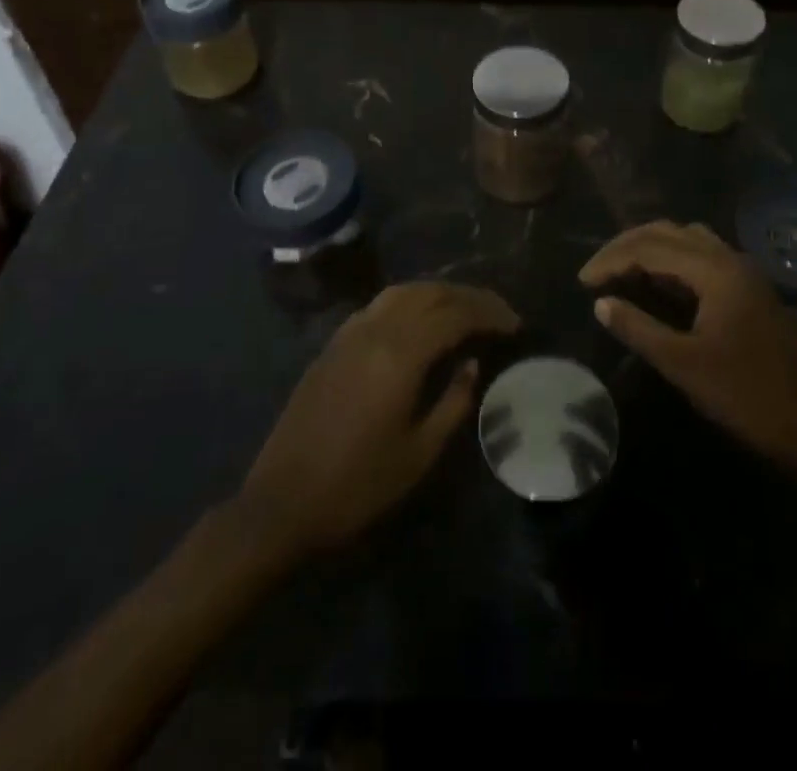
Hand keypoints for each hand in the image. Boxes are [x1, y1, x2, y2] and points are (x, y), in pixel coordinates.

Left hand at [236, 282, 519, 562]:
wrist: (281, 504)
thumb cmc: (357, 486)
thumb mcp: (419, 454)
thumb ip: (453, 402)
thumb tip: (472, 363)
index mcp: (400, 355)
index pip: (455, 315)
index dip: (489, 314)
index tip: (515, 325)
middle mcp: (375, 330)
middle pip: (431, 293)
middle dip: (469, 297)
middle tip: (497, 313)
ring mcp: (350, 333)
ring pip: (403, 292)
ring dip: (439, 293)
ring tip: (464, 309)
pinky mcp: (333, 344)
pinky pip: (379, 305)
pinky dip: (409, 301)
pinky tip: (419, 320)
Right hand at [580, 221, 796, 473]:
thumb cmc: (745, 395)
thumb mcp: (683, 364)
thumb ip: (638, 328)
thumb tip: (601, 303)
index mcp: (716, 270)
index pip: (651, 247)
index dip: (612, 259)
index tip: (582, 281)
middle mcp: (730, 258)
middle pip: (668, 232)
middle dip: (627, 245)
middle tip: (595, 270)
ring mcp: (742, 271)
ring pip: (687, 239)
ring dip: (650, 247)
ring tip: (620, 269)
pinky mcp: (747, 288)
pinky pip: (701, 255)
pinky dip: (671, 260)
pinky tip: (656, 282)